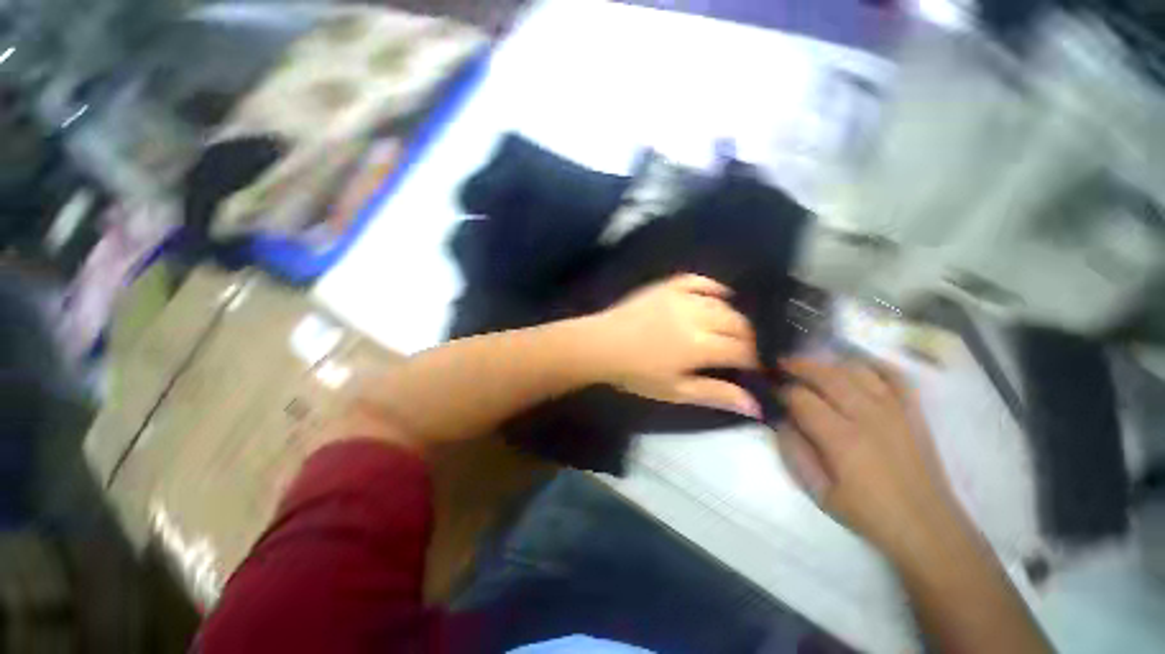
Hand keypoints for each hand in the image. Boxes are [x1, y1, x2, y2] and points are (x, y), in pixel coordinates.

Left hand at [586, 274, 760, 416]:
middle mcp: (696, 316)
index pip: (740, 350)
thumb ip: (715, 394)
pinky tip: (720, 294)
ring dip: (732, 316)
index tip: (751, 369)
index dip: (751, 360)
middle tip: (741, 351)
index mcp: (699, 345)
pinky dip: (712, 286)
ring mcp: (680, 297)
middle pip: (736, 323)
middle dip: (746, 339)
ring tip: (729, 330)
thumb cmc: (636, 374)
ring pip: (721, 303)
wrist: (601, 345)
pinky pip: (697, 280)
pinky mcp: (666, 286)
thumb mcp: (675, 391)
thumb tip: (755, 407)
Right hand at [777, 357, 968, 560]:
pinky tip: (856, 364)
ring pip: (857, 369)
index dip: (782, 391)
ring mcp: (894, 410)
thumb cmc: (866, 512)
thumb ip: (794, 452)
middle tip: (782, 364)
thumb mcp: (818, 491)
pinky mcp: (913, 411)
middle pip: (827, 375)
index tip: (772, 392)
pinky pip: (894, 375)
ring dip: (829, 362)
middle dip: (799, 365)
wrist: (925, 525)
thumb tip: (780, 420)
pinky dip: (873, 364)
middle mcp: (867, 416)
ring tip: (812, 365)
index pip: (802, 398)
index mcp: (841, 439)